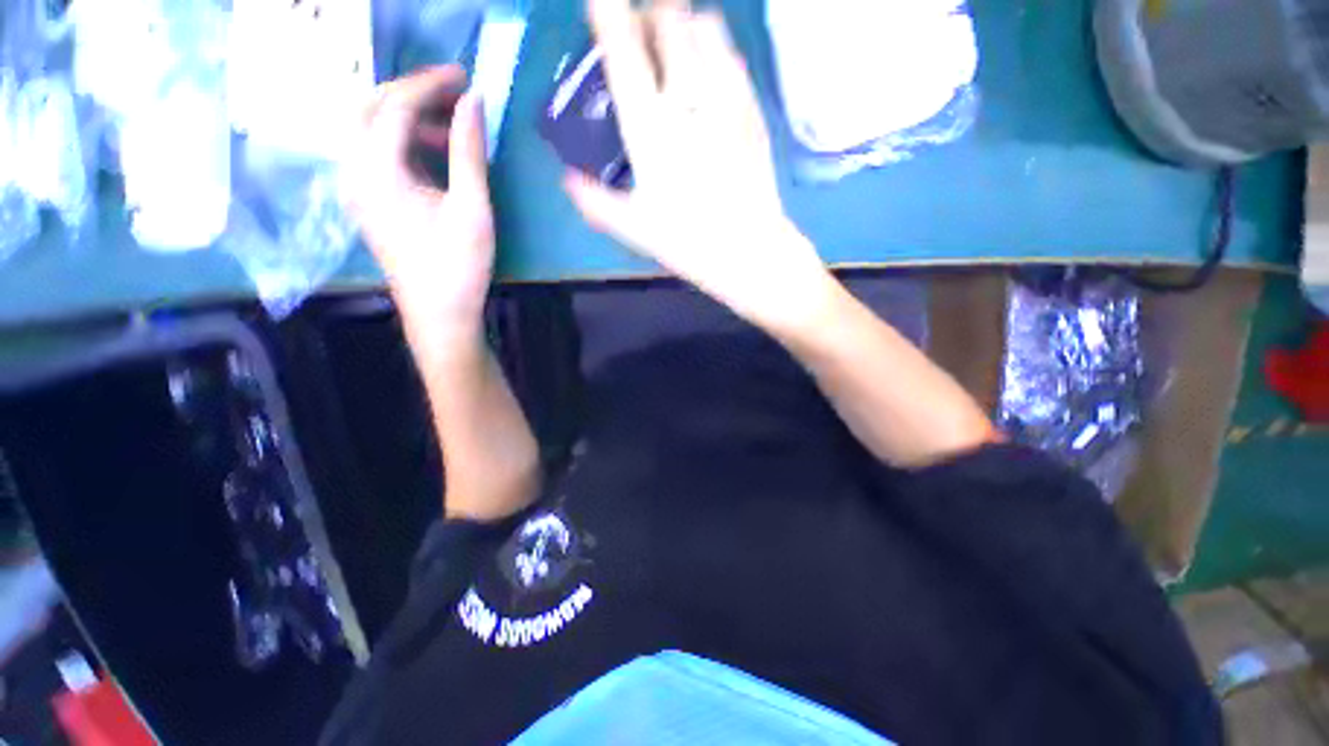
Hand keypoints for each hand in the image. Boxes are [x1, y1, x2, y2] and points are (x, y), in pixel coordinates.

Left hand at [343, 65, 493, 334]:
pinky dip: (403, 140)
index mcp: (377, 170)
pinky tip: (434, 154)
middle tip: (454, 95)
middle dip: (412, 92)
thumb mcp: (472, 208)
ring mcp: (357, 186)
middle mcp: (354, 170)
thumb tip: (475, 101)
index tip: (465, 77)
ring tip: (451, 129)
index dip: (430, 84)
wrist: (439, 314)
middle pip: (370, 107)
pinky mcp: (367, 199)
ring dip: (408, 117)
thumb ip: (469, 151)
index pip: (395, 105)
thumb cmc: (459, 265)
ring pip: (369, 128)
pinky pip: (375, 151)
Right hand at [566, 0, 831, 332]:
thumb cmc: (689, 244)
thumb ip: (596, 202)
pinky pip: (733, 55)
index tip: (600, 2)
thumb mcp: (634, 230)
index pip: (623, 50)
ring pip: (705, 26)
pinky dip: (715, 45)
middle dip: (649, 9)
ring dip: (684, 20)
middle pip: (668, 19)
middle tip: (638, 25)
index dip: (608, 14)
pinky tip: (709, 65)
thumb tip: (568, 180)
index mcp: (650, 128)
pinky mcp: (752, 109)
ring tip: (674, 41)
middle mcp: (687, 99)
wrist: (750, 251)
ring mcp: (726, 99)